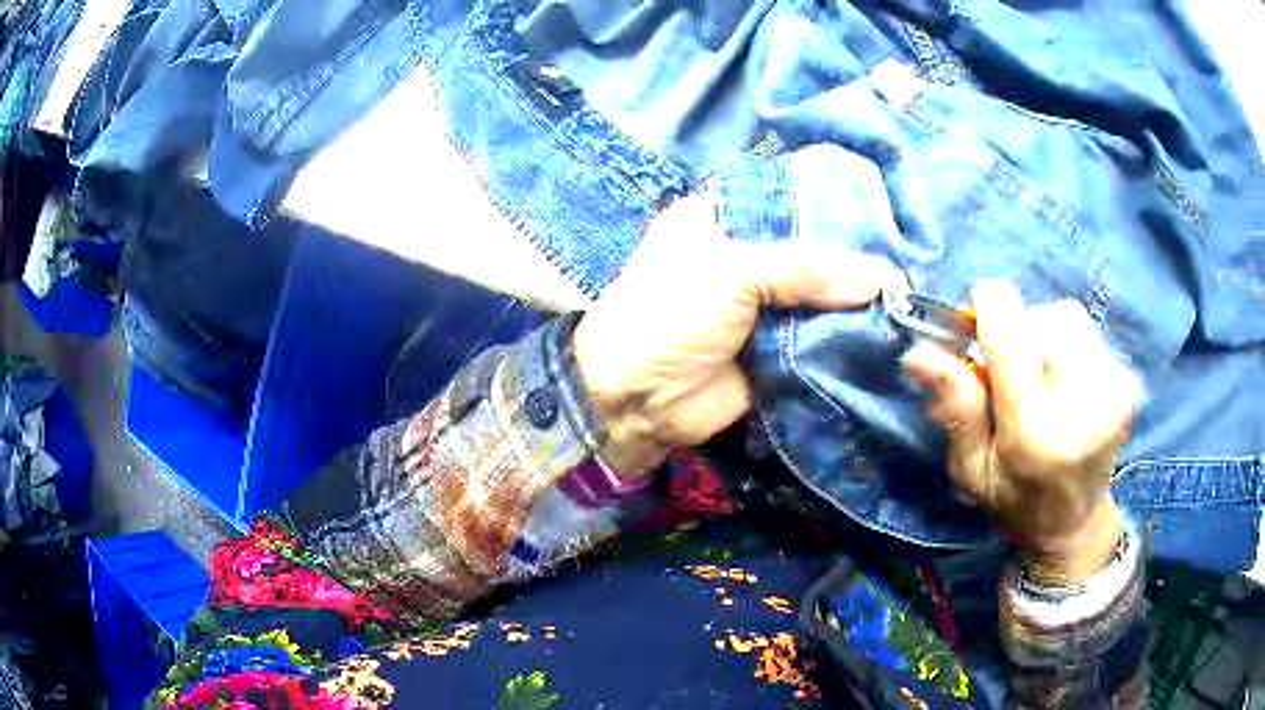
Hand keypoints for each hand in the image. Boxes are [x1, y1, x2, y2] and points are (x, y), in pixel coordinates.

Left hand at [573, 194, 904, 476]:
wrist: (637, 400)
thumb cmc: (671, 314)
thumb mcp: (733, 271)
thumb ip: (807, 268)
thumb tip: (882, 277)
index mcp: (720, 219)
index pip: (786, 201)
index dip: (830, 207)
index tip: (881, 213)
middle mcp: (743, 256)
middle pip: (808, 252)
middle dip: (851, 260)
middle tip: (905, 261)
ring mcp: (760, 307)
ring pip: (817, 297)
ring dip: (853, 302)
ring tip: (907, 297)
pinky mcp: (774, 351)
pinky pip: (816, 340)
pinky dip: (845, 338)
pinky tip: (887, 331)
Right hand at [901, 280, 1141, 585]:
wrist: (1073, 523)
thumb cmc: (1014, 499)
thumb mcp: (971, 468)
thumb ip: (954, 409)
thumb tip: (917, 353)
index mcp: (1036, 435)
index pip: (1013, 336)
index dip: (990, 309)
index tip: (978, 321)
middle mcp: (1084, 408)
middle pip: (1044, 318)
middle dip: (1020, 333)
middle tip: (1012, 374)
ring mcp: (1115, 394)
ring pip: (1068, 318)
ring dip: (1046, 337)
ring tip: (1042, 379)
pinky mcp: (1130, 385)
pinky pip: (1088, 333)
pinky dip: (1070, 346)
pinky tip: (1066, 384)